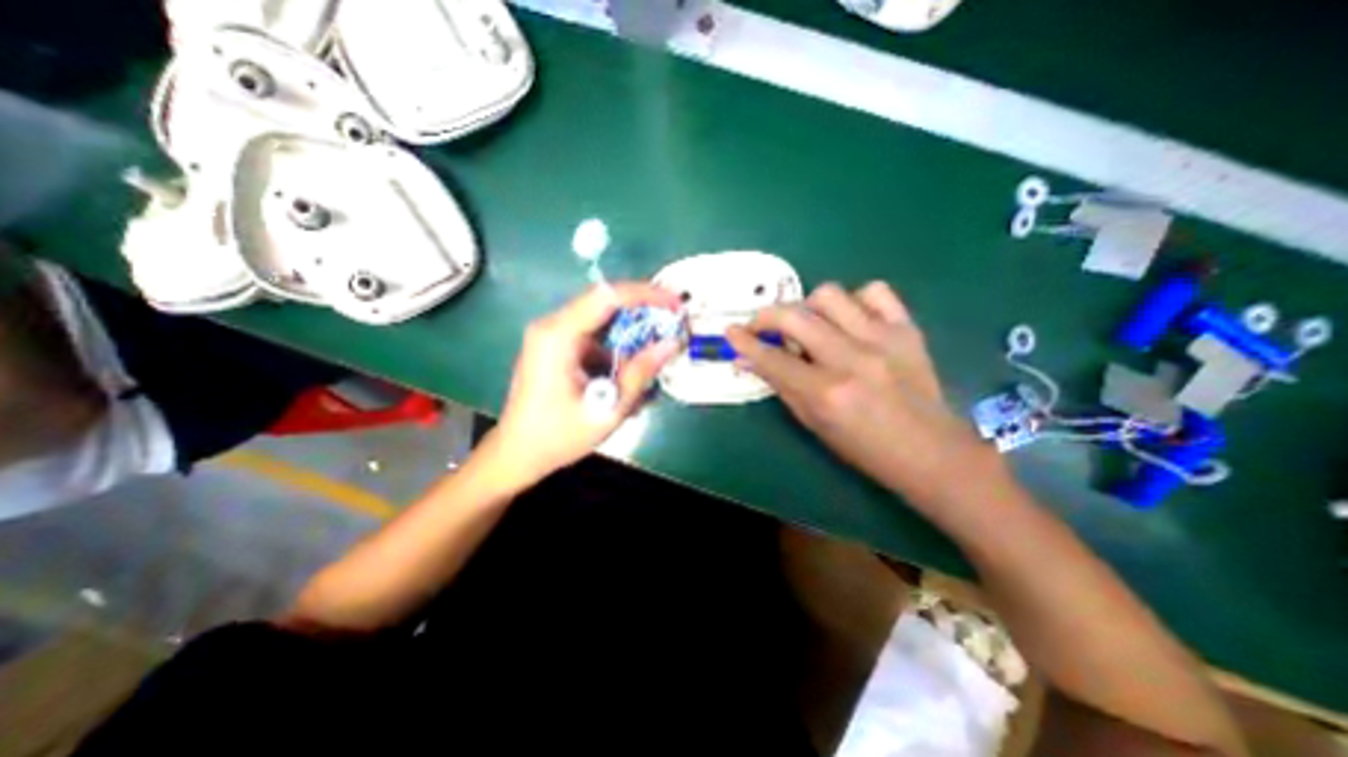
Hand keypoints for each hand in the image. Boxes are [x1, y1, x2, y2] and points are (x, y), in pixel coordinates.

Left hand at [488, 284, 684, 483]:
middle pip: (606, 303)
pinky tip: (630, 374)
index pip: (608, 296)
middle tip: (674, 327)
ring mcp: (554, 336)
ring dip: (633, 333)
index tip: (676, 303)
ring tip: (656, 355)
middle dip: (644, 313)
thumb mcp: (608, 409)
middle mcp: (553, 326)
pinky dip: (618, 349)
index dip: (647, 294)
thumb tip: (672, 342)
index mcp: (558, 335)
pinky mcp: (559, 347)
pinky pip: (596, 338)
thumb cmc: (558, 437)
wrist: (517, 454)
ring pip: (604, 321)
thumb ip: (641, 372)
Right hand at [721, 281, 992, 495]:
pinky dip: (855, 300)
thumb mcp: (813, 424)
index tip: (731, 331)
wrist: (931, 452)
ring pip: (829, 294)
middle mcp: (851, 360)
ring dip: (809, 307)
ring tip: (811, 325)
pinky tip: (851, 319)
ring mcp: (882, 339)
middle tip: (762, 325)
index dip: (745, 342)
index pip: (772, 358)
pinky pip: (874, 291)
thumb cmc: (864, 448)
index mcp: (826, 393)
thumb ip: (781, 386)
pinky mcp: (907, 329)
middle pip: (795, 317)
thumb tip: (750, 360)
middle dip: (767, 316)